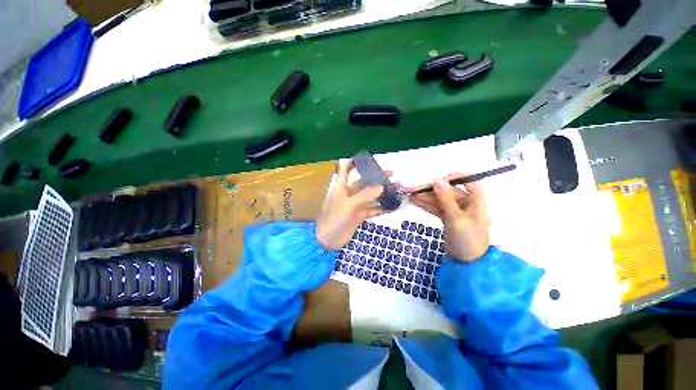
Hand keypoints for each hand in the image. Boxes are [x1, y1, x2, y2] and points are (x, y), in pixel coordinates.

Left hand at [316, 160, 395, 249]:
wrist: (328, 240)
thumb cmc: (334, 218)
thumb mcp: (349, 205)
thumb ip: (365, 195)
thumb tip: (381, 186)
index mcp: (341, 187)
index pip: (345, 170)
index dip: (352, 163)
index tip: (365, 158)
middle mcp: (348, 194)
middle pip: (363, 182)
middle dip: (375, 177)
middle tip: (391, 174)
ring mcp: (355, 205)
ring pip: (370, 196)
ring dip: (382, 193)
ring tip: (396, 188)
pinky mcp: (359, 216)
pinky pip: (372, 209)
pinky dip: (381, 208)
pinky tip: (392, 206)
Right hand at [405, 174, 489, 261]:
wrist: (467, 262)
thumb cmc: (467, 239)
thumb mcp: (456, 218)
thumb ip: (446, 199)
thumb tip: (437, 180)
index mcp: (475, 200)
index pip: (467, 180)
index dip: (451, 178)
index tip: (436, 181)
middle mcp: (466, 202)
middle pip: (446, 191)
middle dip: (429, 190)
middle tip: (412, 190)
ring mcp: (456, 210)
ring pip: (439, 199)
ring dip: (425, 197)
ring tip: (409, 196)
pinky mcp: (448, 217)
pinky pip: (436, 207)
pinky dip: (426, 205)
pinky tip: (414, 201)